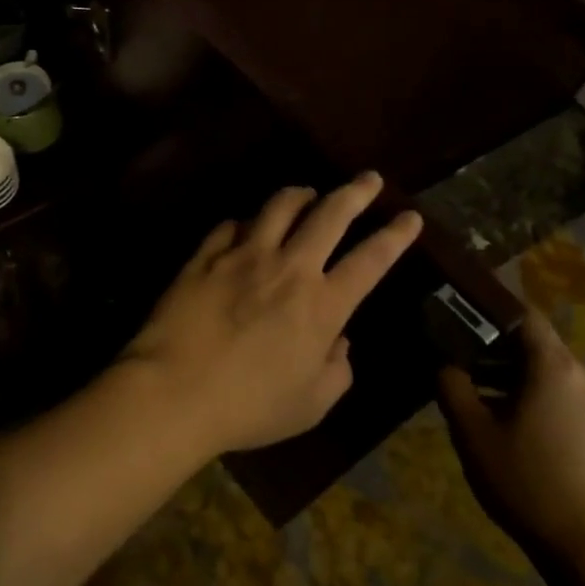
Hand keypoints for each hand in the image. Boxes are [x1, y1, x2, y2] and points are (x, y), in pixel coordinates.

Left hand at [122, 173, 423, 455]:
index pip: (371, 260)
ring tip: (308, 192)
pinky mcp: (205, 256)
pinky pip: (231, 225)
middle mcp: (288, 268)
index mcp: (322, 305)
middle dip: (356, 192)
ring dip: (300, 194)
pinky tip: (246, 227)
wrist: (174, 391)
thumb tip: (340, 342)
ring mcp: (243, 256)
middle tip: (369, 178)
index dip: (395, 236)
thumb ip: (336, 371)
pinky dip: (246, 223)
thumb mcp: (310, 405)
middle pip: (330, 214)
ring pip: (279, 206)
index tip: (410, 216)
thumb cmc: (249, 407)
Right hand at [437, 308, 584, 565]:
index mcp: (555, 367)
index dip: (490, 309)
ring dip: (514, 381)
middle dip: (495, 352)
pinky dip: (537, 403)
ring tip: (479, 403)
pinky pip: (567, 402)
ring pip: (550, 377)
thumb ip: (453, 388)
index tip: (459, 314)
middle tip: (458, 366)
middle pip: (536, 347)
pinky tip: (513, 433)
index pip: (524, 314)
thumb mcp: (474, 435)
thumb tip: (446, 363)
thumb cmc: (530, 483)